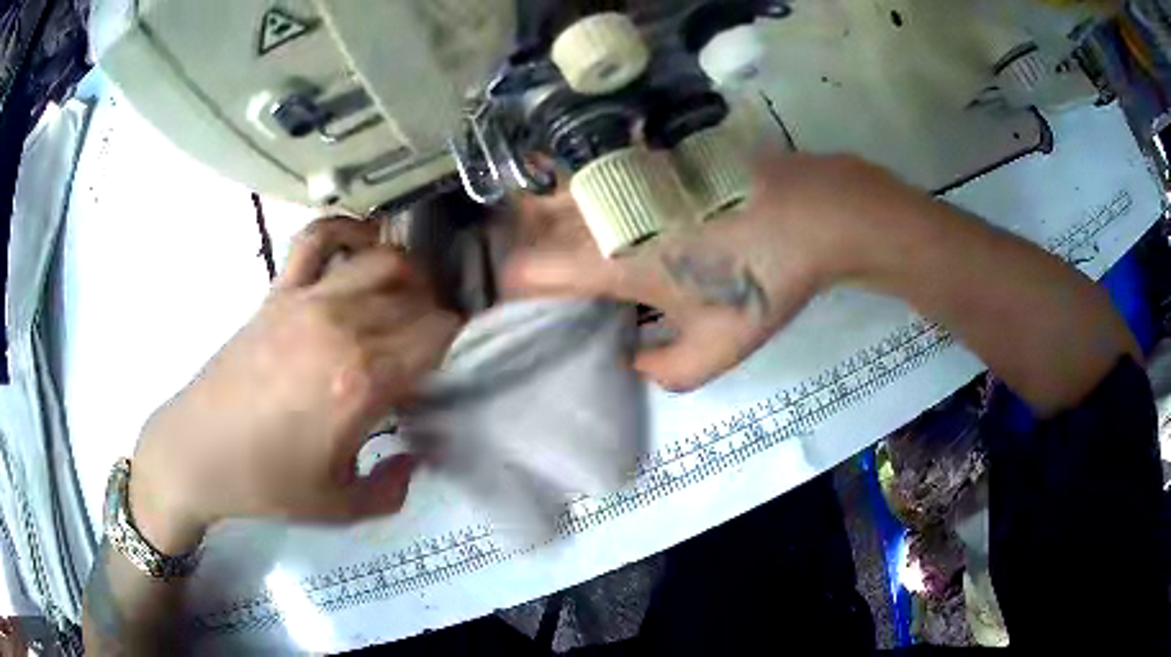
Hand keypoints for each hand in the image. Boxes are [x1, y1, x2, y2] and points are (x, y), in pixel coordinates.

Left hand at [130, 218, 461, 552]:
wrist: (197, 452)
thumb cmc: (267, 484)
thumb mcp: (341, 508)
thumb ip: (394, 488)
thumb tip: (417, 455)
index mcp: (362, 379)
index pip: (440, 335)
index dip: (463, 344)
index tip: (462, 365)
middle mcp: (342, 325)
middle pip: (419, 297)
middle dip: (441, 319)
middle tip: (439, 350)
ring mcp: (307, 299)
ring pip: (383, 260)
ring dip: (410, 277)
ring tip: (409, 304)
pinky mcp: (279, 290)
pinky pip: (319, 237)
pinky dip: (347, 230)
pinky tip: (361, 248)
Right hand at [503, 152, 915, 391]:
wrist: (813, 211)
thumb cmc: (762, 282)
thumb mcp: (715, 351)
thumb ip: (662, 371)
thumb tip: (634, 356)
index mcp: (607, 259)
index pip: (523, 271)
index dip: (513, 296)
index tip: (532, 313)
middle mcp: (603, 210)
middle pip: (527, 223)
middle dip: (527, 254)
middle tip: (555, 284)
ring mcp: (625, 174)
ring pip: (558, 193)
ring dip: (550, 223)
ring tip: (580, 254)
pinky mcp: (650, 157)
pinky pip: (595, 176)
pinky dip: (586, 199)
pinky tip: (619, 220)